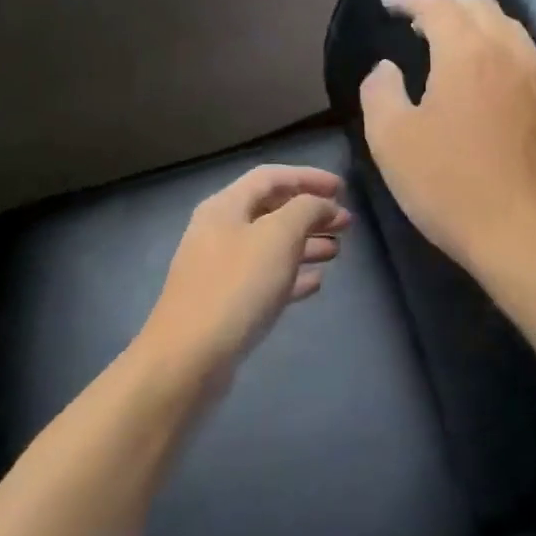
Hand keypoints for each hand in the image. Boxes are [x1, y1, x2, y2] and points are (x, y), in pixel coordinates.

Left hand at [139, 164, 349, 379]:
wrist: (189, 358)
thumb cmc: (237, 286)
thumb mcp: (279, 236)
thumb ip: (306, 210)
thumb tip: (323, 204)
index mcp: (226, 206)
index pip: (271, 177)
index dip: (308, 177)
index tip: (343, 189)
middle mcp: (220, 231)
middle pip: (271, 210)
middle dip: (311, 213)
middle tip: (346, 223)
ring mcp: (220, 269)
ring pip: (270, 245)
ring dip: (305, 243)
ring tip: (337, 251)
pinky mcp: (226, 303)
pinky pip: (265, 278)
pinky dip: (292, 275)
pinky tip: (316, 282)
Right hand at [359, 0, 535, 276]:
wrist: (527, 235)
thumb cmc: (450, 185)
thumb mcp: (391, 140)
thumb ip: (379, 91)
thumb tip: (387, 68)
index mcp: (467, 51)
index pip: (438, 3)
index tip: (389, 4)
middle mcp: (510, 52)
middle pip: (480, 5)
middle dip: (446, 7)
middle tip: (417, 30)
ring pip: (509, 29)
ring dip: (476, 28)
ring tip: (451, 53)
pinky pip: (526, 58)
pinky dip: (500, 54)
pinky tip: (486, 86)